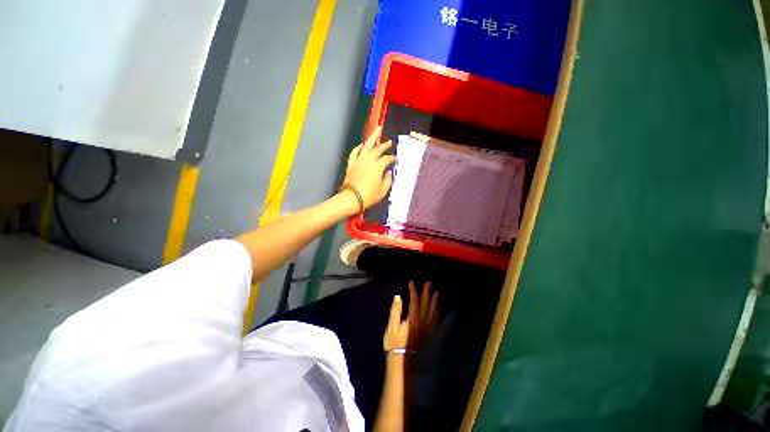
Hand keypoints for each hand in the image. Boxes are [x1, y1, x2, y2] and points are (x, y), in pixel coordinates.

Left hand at [343, 126, 395, 208]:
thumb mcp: (383, 190)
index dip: (391, 158)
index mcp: (377, 166)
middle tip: (389, 142)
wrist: (351, 199)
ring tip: (377, 130)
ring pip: (366, 146)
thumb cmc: (368, 196)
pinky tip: (361, 145)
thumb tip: (388, 173)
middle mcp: (368, 160)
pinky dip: (358, 147)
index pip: (387, 159)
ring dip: (372, 137)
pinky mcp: (351, 164)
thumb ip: (387, 180)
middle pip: (377, 149)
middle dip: (384, 145)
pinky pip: (354, 152)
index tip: (394, 159)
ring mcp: (359, 161)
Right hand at [383, 281, 438, 351]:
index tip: (412, 282)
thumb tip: (398, 297)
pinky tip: (437, 310)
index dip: (414, 291)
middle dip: (427, 293)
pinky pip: (435, 320)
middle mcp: (423, 322)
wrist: (401, 357)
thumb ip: (396, 311)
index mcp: (413, 319)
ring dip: (435, 302)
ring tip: (437, 293)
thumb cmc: (394, 342)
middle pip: (426, 305)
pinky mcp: (428, 333)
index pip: (415, 301)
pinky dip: (437, 313)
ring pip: (433, 312)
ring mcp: (427, 328)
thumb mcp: (391, 326)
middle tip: (429, 283)